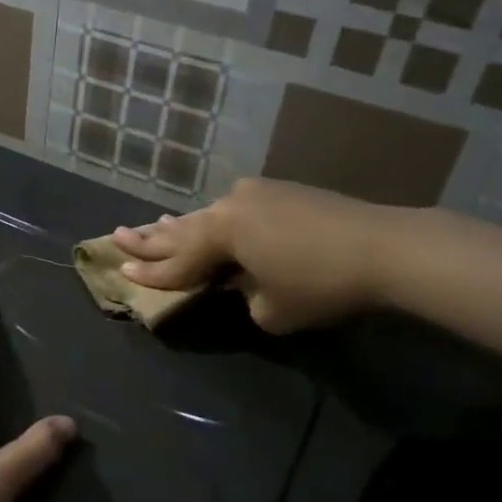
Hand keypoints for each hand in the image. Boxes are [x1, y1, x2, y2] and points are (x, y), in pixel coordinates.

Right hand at [110, 178, 398, 333]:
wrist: (384, 246)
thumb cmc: (321, 284)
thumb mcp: (271, 309)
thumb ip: (244, 296)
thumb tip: (245, 283)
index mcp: (221, 234)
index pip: (177, 261)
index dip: (150, 273)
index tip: (122, 272)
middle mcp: (229, 207)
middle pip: (181, 230)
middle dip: (150, 238)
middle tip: (117, 235)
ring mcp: (256, 194)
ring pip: (207, 216)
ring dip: (180, 226)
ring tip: (151, 225)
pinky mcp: (280, 192)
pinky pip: (234, 210)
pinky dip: (214, 221)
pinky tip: (206, 220)